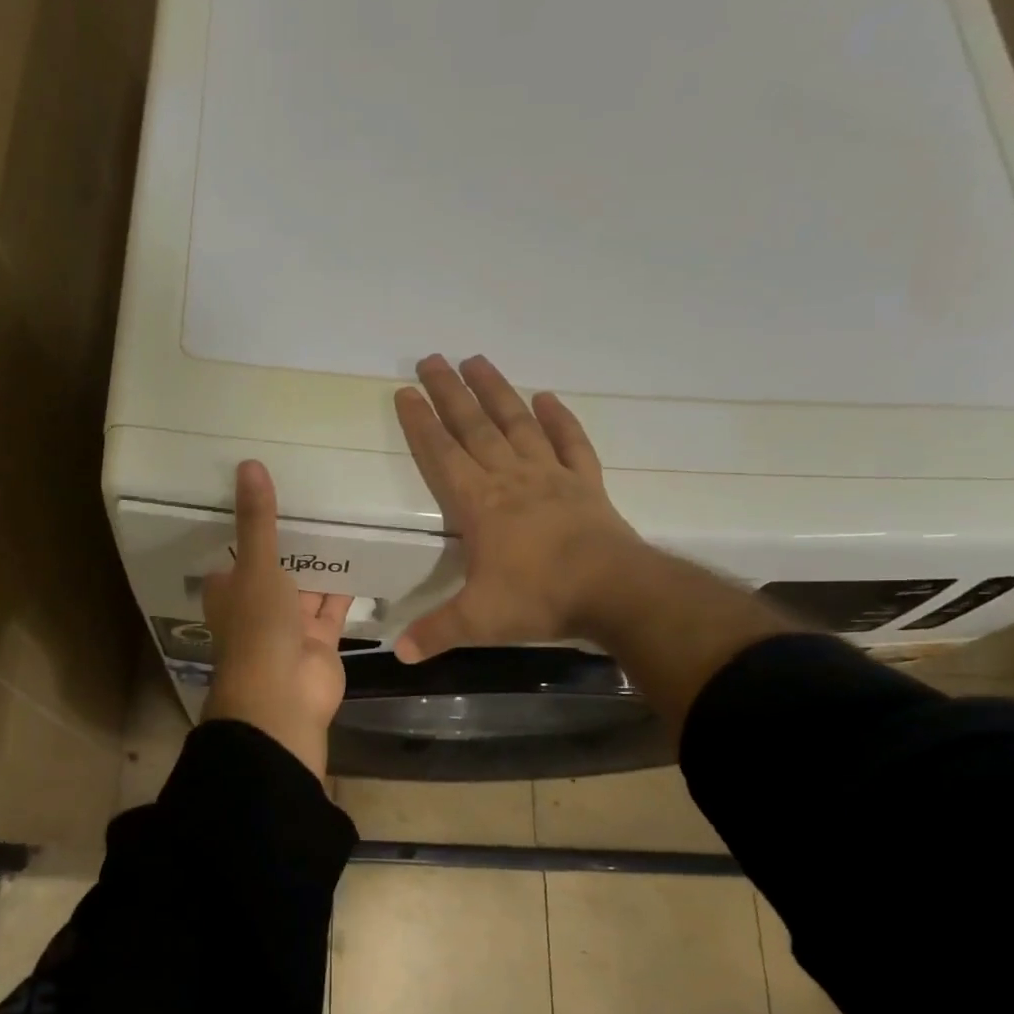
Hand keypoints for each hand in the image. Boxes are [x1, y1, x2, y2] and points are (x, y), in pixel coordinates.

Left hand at [202, 460, 350, 779]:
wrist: (283, 697)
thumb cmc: (258, 628)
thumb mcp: (255, 566)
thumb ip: (257, 520)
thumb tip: (248, 464)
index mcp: (230, 590)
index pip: (235, 553)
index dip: (247, 526)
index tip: (267, 489)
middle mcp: (257, 606)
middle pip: (275, 568)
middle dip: (292, 542)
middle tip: (316, 495)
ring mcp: (290, 625)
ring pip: (306, 587)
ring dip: (320, 563)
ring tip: (343, 517)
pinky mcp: (321, 639)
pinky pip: (334, 606)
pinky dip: (346, 587)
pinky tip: (363, 556)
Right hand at [393, 354, 648, 662]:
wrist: (614, 591)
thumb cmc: (540, 599)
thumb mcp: (479, 621)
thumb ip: (437, 632)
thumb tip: (400, 654)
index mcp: (480, 505)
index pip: (442, 455)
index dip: (421, 424)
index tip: (405, 392)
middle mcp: (511, 479)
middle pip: (475, 427)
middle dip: (450, 393)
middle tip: (431, 358)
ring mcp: (551, 477)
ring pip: (517, 424)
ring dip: (496, 392)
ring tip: (477, 361)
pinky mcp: (585, 484)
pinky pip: (570, 443)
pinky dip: (559, 419)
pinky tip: (547, 397)